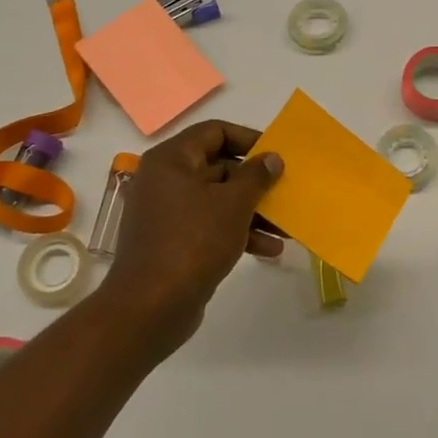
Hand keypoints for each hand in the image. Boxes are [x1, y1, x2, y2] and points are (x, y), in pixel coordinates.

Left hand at [103, 121, 283, 355]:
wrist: (151, 306)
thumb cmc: (193, 242)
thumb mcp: (233, 204)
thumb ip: (256, 176)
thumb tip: (271, 157)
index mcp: (171, 160)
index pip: (214, 131)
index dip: (249, 139)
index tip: (277, 155)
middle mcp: (165, 180)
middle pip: (218, 167)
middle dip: (256, 183)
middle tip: (286, 192)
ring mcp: (167, 213)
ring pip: (217, 200)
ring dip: (253, 212)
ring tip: (286, 229)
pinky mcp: (173, 241)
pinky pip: (210, 225)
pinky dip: (237, 232)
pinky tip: (269, 250)